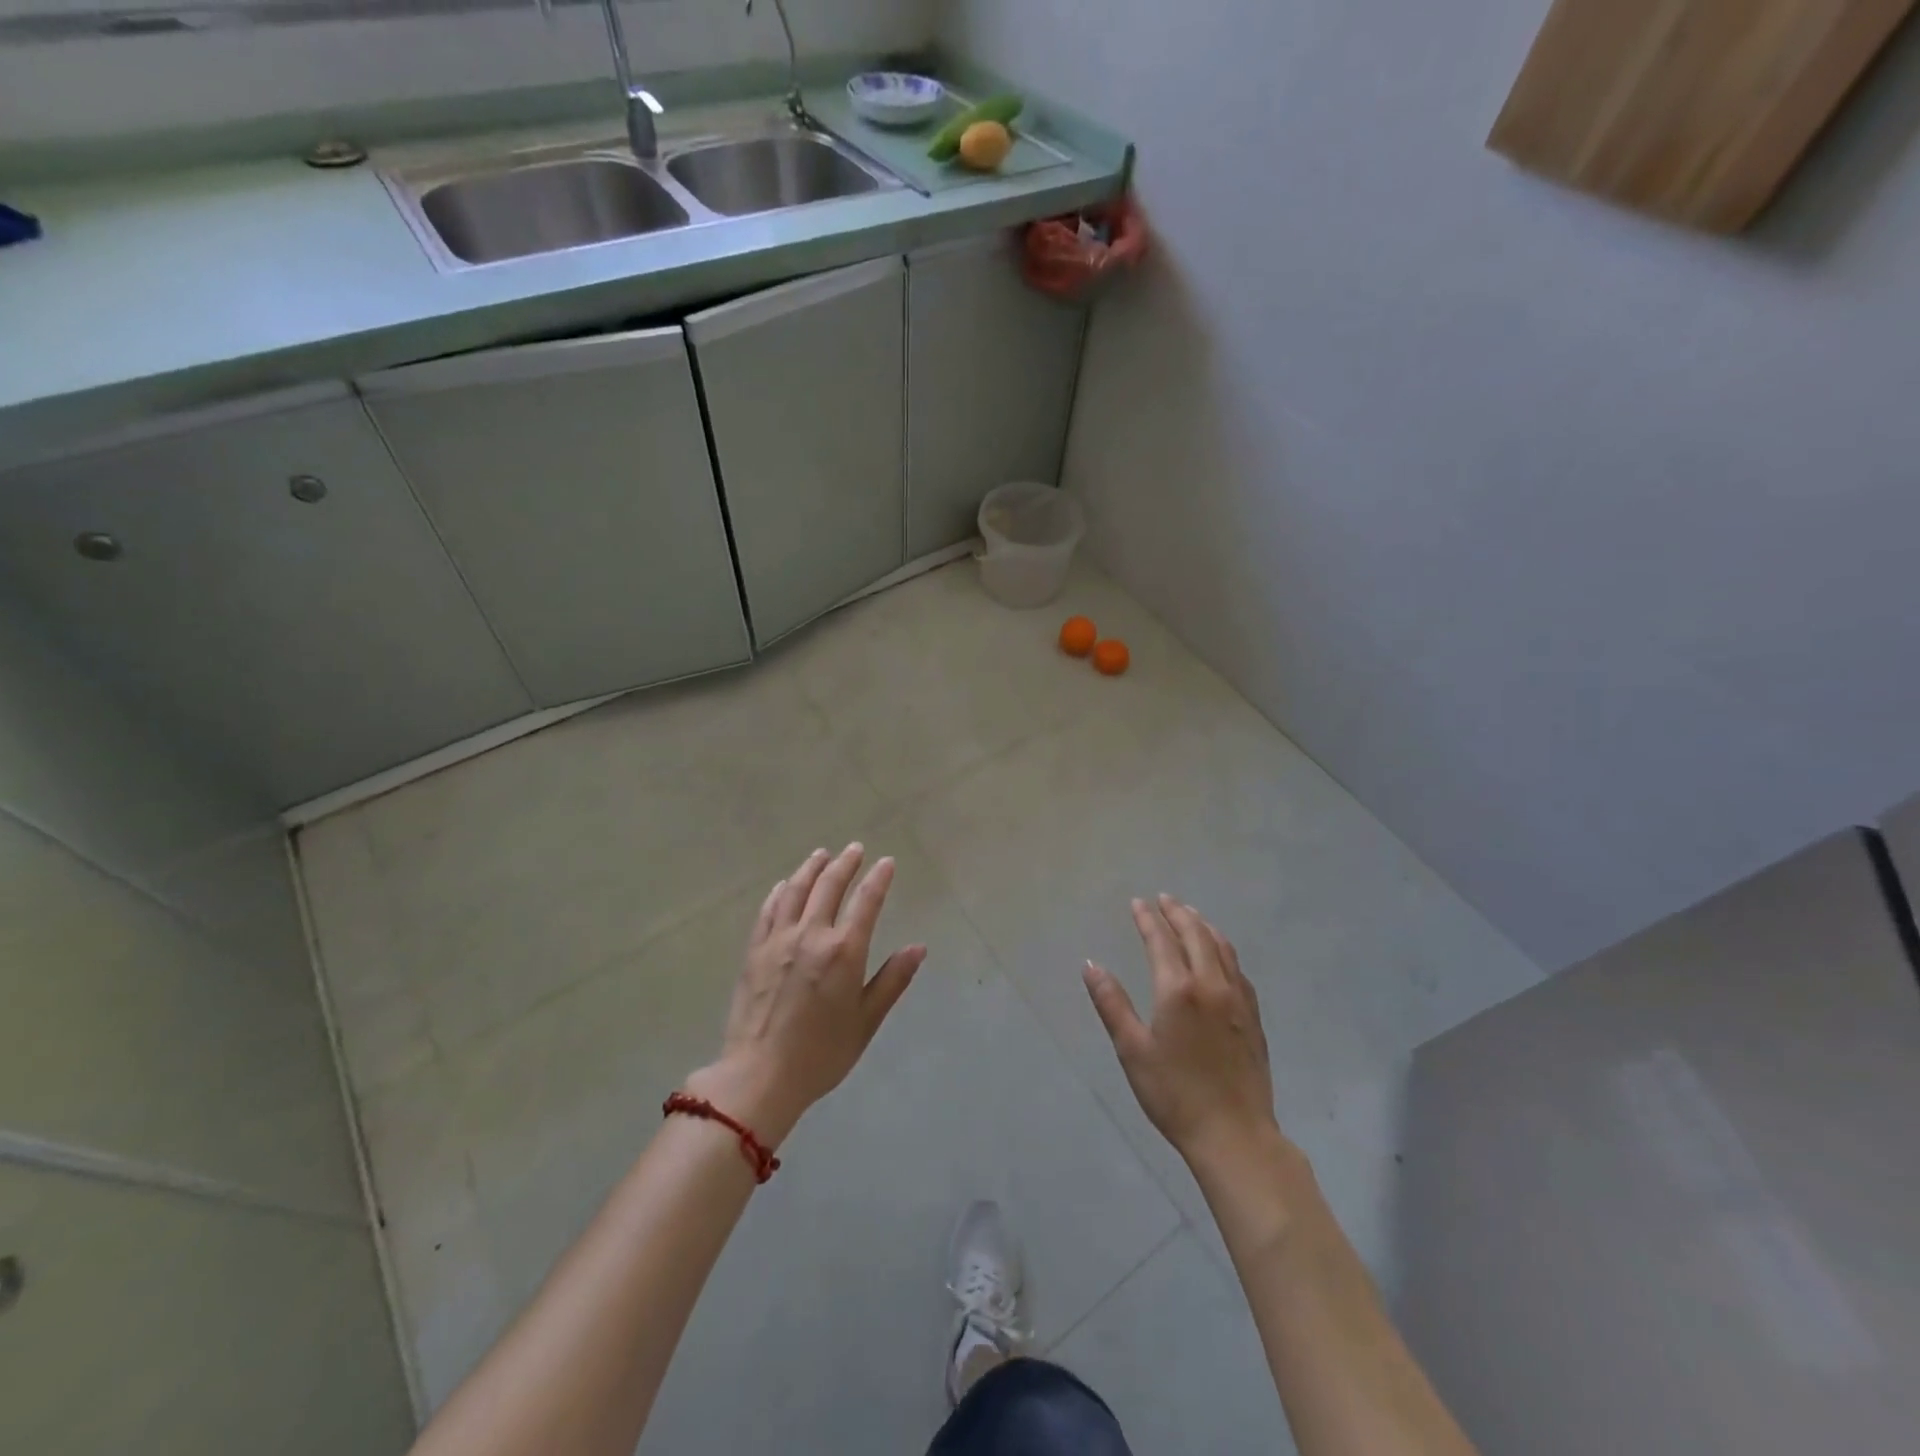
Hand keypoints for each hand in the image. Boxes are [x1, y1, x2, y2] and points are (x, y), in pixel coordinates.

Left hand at [686, 844, 925, 1146]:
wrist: (759, 1076)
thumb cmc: (821, 1053)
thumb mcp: (866, 1021)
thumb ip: (892, 980)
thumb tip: (918, 947)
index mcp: (844, 951)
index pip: (866, 902)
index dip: (878, 878)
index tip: (886, 862)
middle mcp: (811, 935)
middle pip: (829, 886)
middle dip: (845, 863)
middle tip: (855, 849)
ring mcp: (778, 940)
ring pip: (796, 891)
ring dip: (811, 868)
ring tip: (821, 854)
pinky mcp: (754, 951)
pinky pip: (768, 910)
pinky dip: (779, 892)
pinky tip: (784, 885)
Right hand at [1084, 895, 1281, 1168]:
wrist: (1234, 1135)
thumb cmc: (1174, 1094)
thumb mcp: (1132, 1050)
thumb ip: (1111, 1003)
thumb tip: (1091, 965)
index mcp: (1178, 990)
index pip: (1161, 940)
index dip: (1147, 919)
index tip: (1138, 902)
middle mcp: (1211, 984)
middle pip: (1195, 935)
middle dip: (1177, 913)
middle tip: (1164, 899)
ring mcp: (1238, 999)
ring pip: (1222, 948)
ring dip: (1203, 926)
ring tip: (1191, 915)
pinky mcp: (1253, 1017)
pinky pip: (1238, 968)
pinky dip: (1224, 949)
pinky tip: (1220, 955)